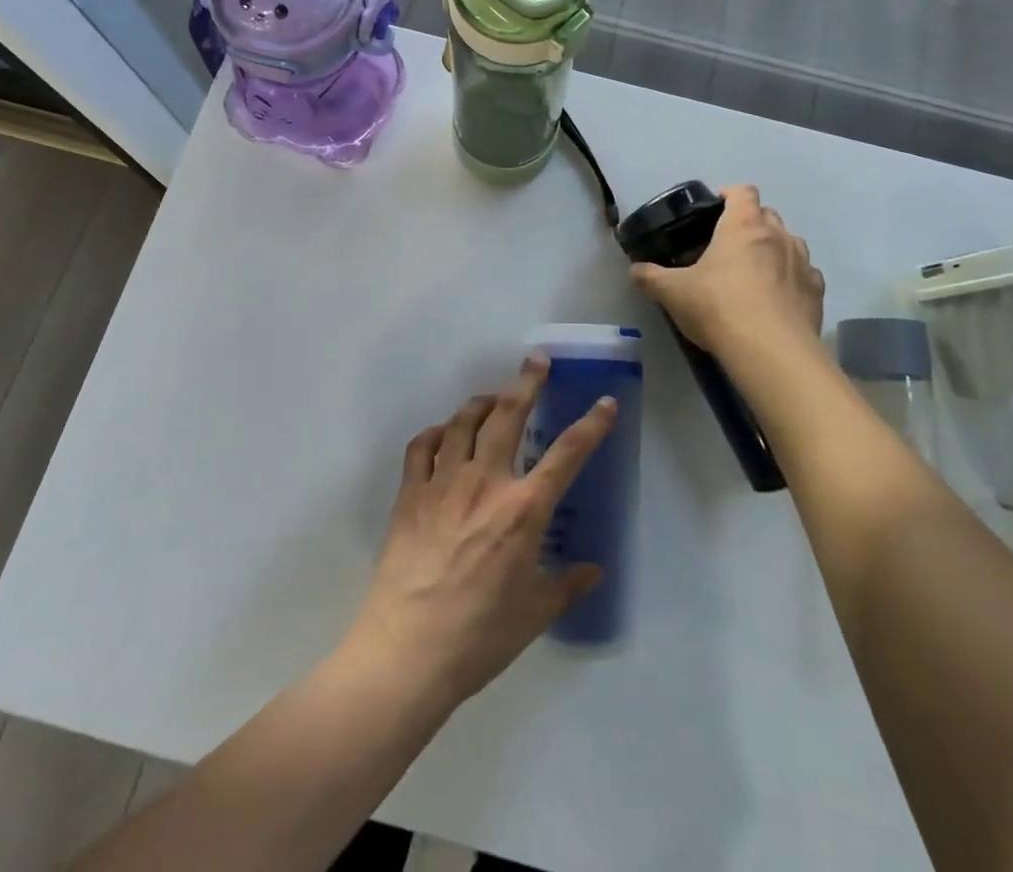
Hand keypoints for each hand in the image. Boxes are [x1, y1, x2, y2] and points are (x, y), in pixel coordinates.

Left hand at [341, 360, 616, 709]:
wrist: (407, 652)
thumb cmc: (479, 636)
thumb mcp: (534, 614)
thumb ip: (566, 585)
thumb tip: (594, 571)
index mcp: (523, 510)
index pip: (567, 455)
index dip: (591, 425)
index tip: (605, 402)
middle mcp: (486, 482)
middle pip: (509, 415)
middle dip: (527, 382)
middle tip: (536, 360)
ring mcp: (444, 483)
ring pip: (463, 421)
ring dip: (481, 402)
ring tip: (491, 397)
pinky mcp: (410, 493)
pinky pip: (422, 447)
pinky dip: (436, 433)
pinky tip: (442, 435)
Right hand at [630, 185, 823, 358]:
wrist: (771, 351)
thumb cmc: (718, 307)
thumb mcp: (673, 292)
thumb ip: (650, 277)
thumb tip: (635, 271)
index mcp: (743, 226)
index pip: (742, 192)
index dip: (729, 195)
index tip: (715, 209)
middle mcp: (778, 235)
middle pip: (768, 215)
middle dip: (751, 223)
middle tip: (728, 246)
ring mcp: (803, 262)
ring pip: (790, 242)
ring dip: (775, 250)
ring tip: (756, 272)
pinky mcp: (817, 292)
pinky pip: (806, 275)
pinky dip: (793, 279)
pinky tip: (779, 299)